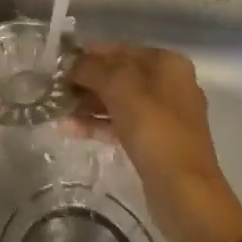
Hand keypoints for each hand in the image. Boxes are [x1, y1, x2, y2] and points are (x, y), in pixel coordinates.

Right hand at [69, 43, 241, 241]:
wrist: (185, 192)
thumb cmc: (154, 129)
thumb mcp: (120, 88)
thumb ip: (92, 68)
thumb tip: (72, 63)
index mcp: (167, 63)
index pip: (121, 48)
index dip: (90, 54)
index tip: (60, 62)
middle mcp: (169, 84)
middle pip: (120, 74)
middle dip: (87, 80)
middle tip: (56, 87)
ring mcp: (163, 115)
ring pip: (119, 100)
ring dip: (89, 103)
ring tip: (58, 108)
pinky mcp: (155, 142)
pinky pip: (122, 124)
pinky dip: (99, 124)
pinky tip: (70, 129)